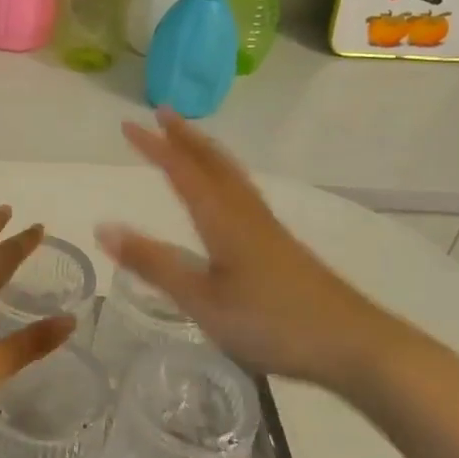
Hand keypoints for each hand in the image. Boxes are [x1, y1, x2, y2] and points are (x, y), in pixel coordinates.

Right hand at [95, 110, 408, 392]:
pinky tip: (226, 192)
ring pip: (231, 175)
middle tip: (162, 113)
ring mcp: (267, 227)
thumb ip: (154, 264)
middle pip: (213, 162)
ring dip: (205, 151)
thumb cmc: (271, 323)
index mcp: (223, 220)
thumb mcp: (202, 301)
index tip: (128, 125)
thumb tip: (104, 228)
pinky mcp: (280, 244)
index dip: (155, 147)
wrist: (354, 344)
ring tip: (189, 139)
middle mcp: (245, 213)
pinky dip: (223, 173)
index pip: (182, 172)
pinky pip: (242, 191)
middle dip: (185, 136)